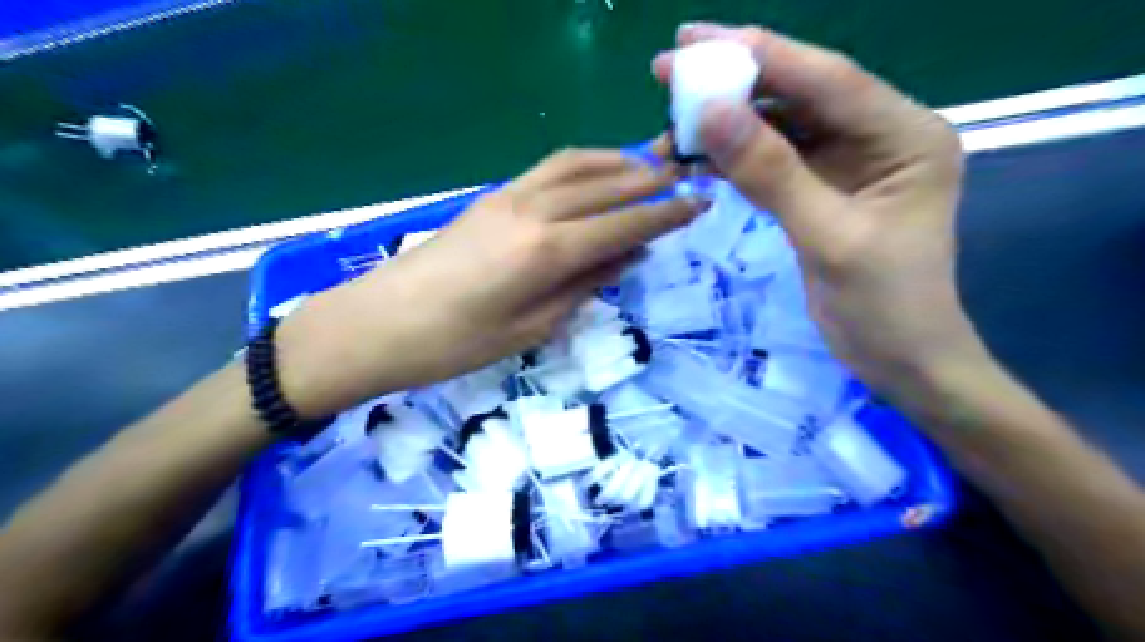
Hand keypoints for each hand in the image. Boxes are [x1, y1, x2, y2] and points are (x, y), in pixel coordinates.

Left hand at [279, 143, 708, 417]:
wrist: (379, 323)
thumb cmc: (455, 344)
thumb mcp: (531, 328)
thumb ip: (582, 287)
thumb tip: (625, 258)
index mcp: (547, 252)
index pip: (622, 224)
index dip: (664, 215)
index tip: (698, 204)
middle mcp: (534, 211)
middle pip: (605, 185)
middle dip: (650, 180)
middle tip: (686, 178)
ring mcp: (508, 197)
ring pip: (576, 166)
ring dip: (617, 162)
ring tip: (648, 167)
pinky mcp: (491, 196)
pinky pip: (548, 169)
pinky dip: (582, 164)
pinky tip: (596, 173)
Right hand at [652, 23, 983, 400]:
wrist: (901, 361)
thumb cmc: (884, 305)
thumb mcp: (828, 238)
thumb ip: (771, 173)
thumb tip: (711, 113)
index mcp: (904, 135)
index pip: (826, 79)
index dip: (758, 55)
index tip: (692, 42)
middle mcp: (879, 136)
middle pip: (801, 94)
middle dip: (736, 81)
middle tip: (670, 70)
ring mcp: (849, 163)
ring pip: (782, 126)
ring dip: (730, 122)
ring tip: (677, 117)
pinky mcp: (824, 190)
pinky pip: (775, 160)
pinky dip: (738, 157)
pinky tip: (702, 155)